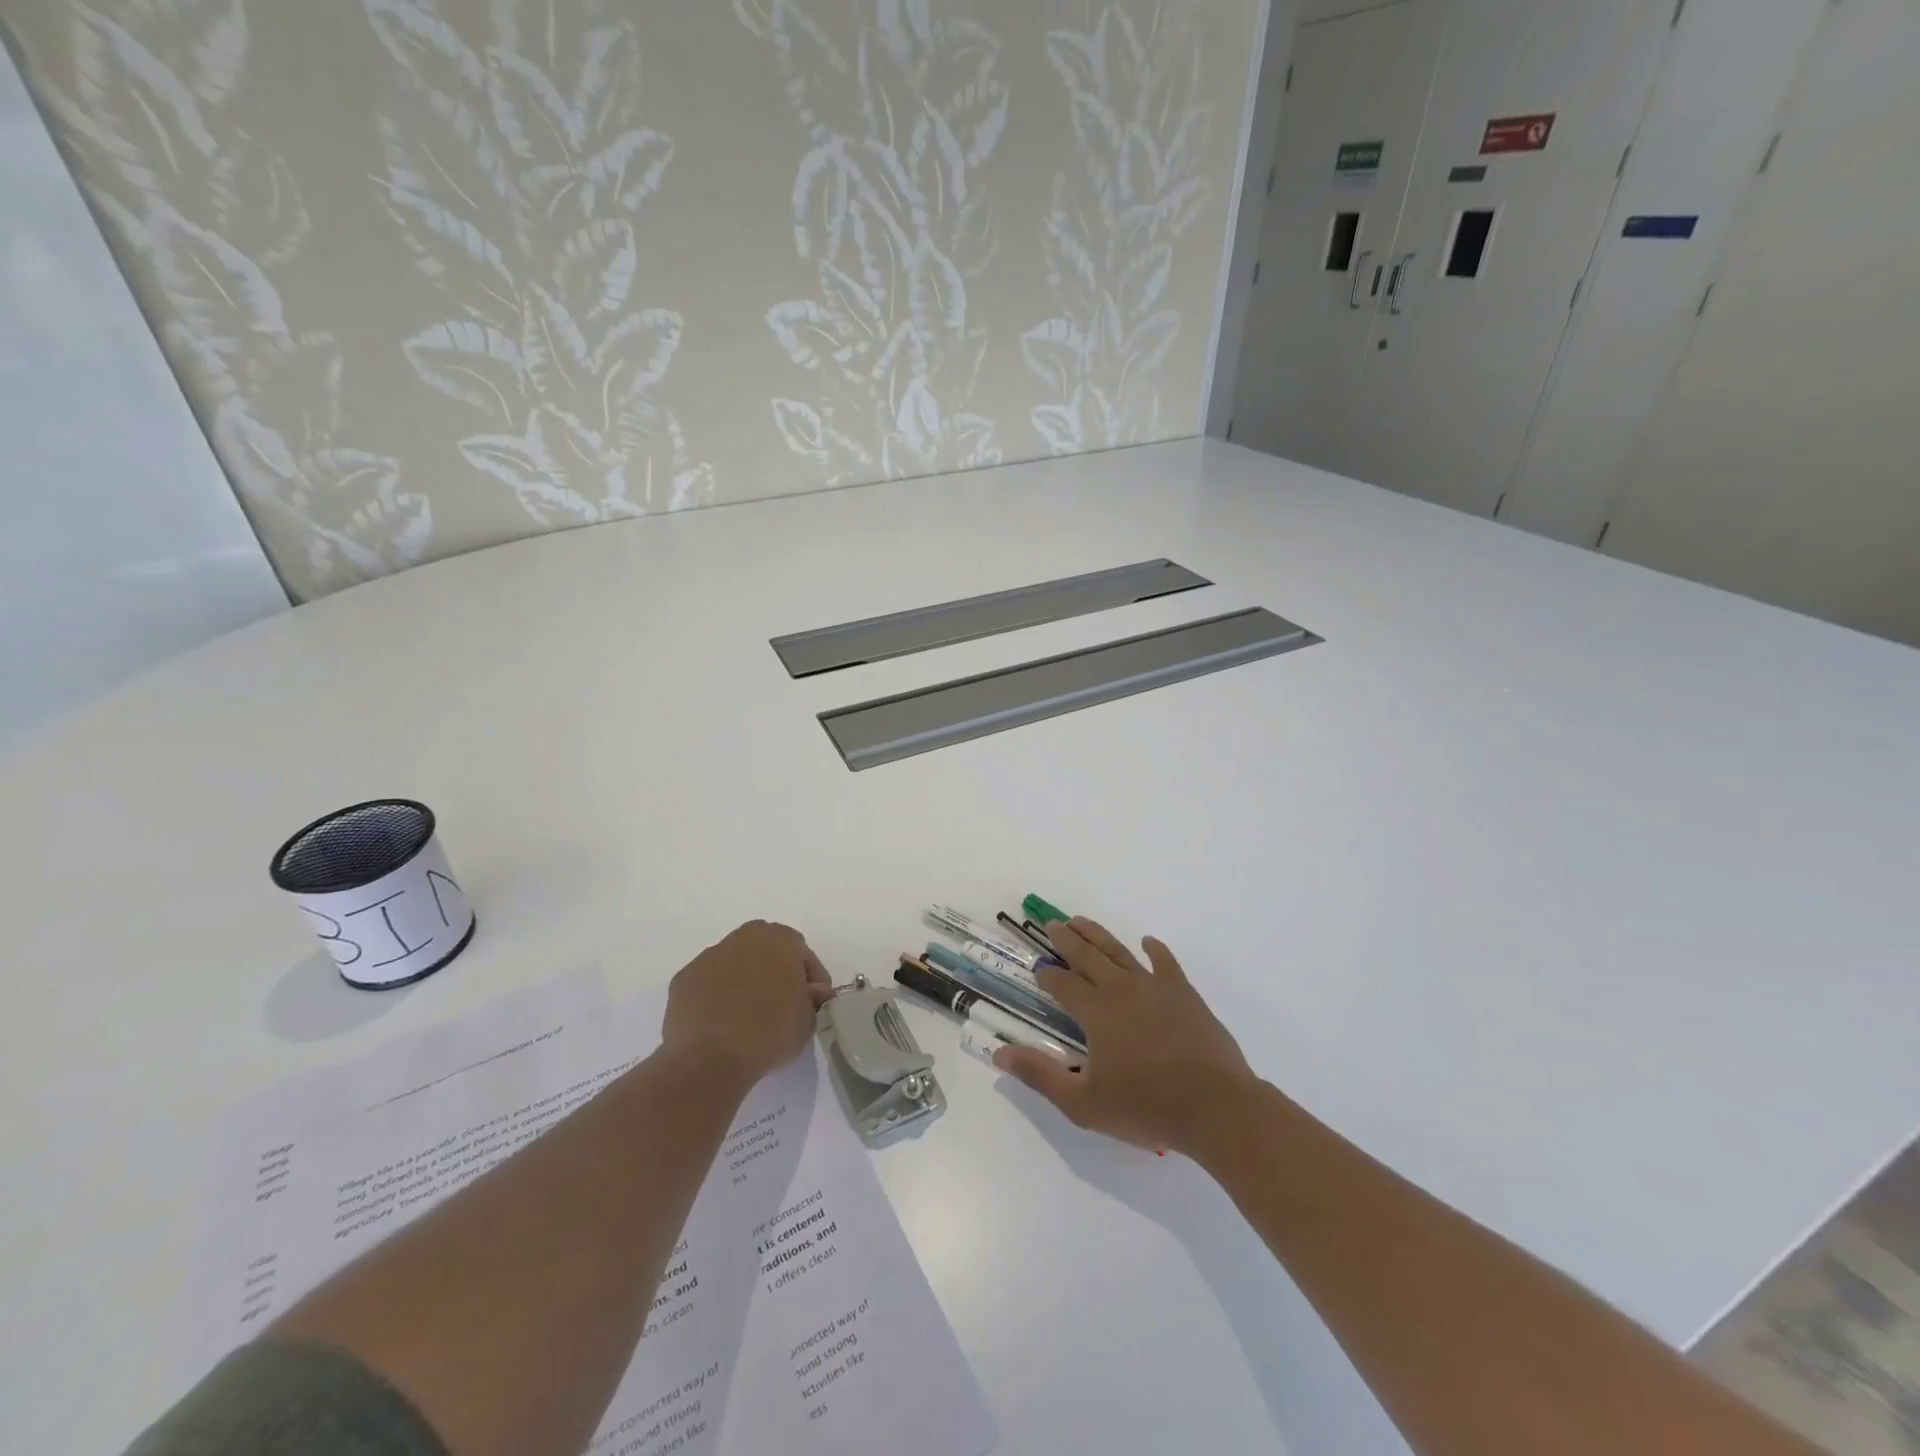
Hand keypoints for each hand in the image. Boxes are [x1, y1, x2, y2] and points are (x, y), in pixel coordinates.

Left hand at [662, 921, 833, 1090]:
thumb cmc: (771, 1030)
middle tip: (782, 1004)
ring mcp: (708, 957)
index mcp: (779, 939)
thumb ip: (813, 998)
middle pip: (766, 950)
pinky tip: (721, 1023)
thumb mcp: (808, 1018)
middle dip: (776, 972)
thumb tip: (814, 992)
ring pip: (734, 964)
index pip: (803, 955)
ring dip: (744, 982)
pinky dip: (716, 997)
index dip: (812, 980)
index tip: (814, 1004)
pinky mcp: (683, 980)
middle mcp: (743, 938)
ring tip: (749, 1017)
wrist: (711, 1056)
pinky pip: (708, 985)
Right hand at [994, 917, 1260, 1154]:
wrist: (1216, 1108)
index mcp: (1096, 1011)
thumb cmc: (1147, 1107)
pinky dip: (1155, 950)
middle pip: (1087, 956)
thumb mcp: (1084, 1103)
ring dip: (1098, 935)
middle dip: (1067, 939)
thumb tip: (1000, 1052)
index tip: (1038, 969)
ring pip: (1119, 951)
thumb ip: (1041, 1075)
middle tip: (1052, 923)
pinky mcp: (1184, 994)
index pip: (1063, 983)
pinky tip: (1148, 942)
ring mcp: (1155, 987)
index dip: (1047, 975)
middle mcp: (1121, 989)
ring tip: (1081, 920)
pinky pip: (1166, 963)